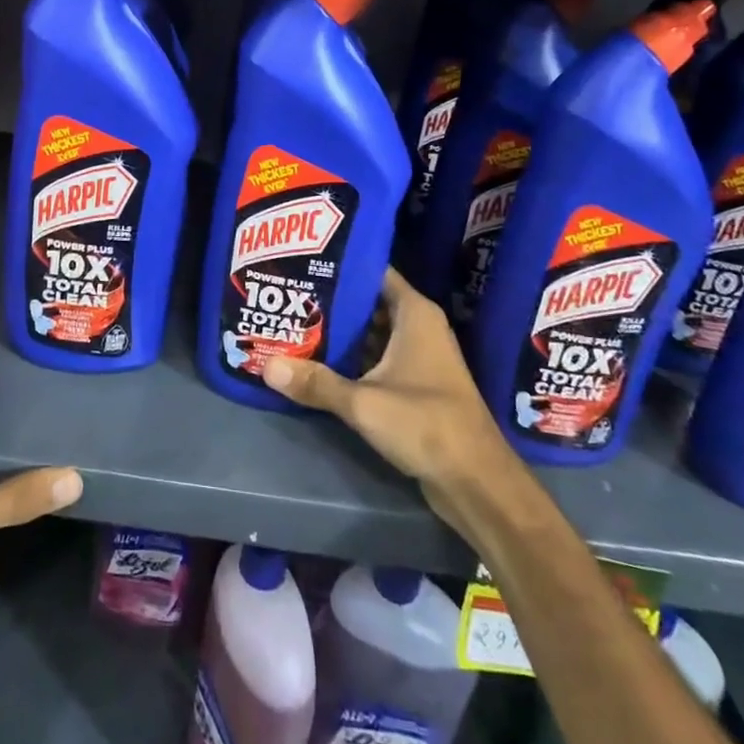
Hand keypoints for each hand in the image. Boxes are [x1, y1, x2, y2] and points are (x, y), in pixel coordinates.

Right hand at [263, 268, 517, 522]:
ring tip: (293, 322)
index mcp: (414, 313)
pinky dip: (351, 358)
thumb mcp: (364, 403)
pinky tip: (316, 361)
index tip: (303, 260)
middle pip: (367, 301)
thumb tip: (265, 365)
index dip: (340, 264)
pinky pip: (376, 358)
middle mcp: (418, 326)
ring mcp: (418, 356)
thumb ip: (316, 382)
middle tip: (288, 293)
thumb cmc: (426, 424)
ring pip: (370, 332)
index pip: (373, 271)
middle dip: (330, 300)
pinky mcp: (415, 384)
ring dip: (338, 332)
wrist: (477, 482)